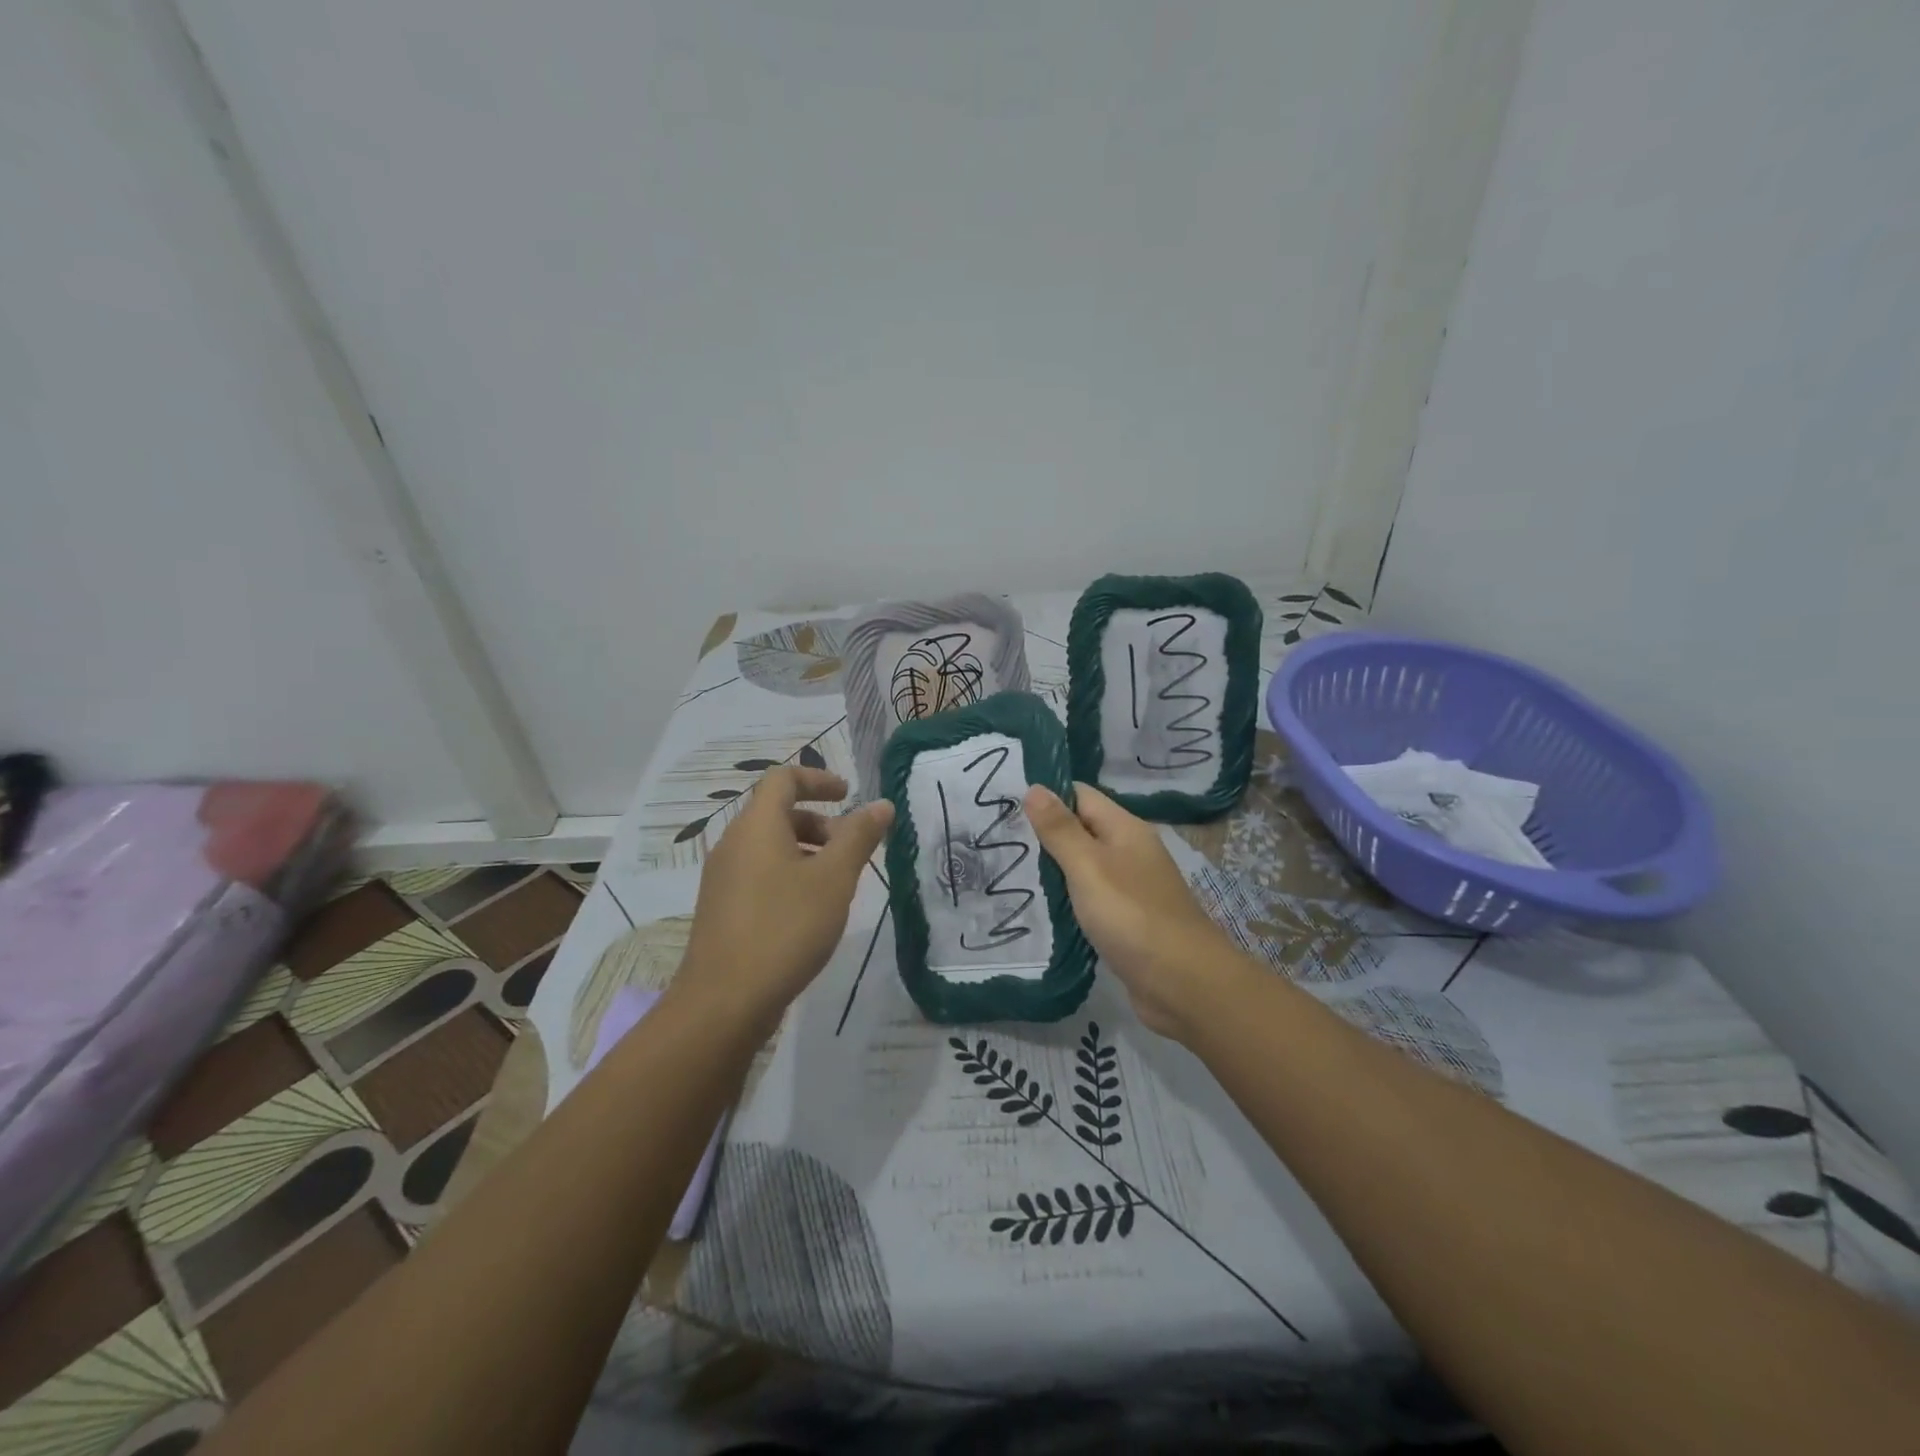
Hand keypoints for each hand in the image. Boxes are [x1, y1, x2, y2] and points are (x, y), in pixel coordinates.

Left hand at [678, 766, 892, 1036]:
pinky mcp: (723, 909)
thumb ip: (859, 837)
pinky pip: (760, 874)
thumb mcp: (834, 879)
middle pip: (778, 813)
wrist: (724, 1001)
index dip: (818, 779)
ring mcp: (723, 878)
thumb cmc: (785, 928)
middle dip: (820, 823)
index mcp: (757, 826)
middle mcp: (734, 844)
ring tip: (837, 886)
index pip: (783, 778)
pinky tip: (810, 913)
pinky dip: (789, 875)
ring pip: (770, 847)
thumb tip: (882, 804)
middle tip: (851, 851)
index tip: (849, 795)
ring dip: (807, 852)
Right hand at [1025, 782, 1247, 1042]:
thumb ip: (1060, 829)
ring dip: (1053, 869)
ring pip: (1084, 867)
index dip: (1045, 796)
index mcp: (1125, 829)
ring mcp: (1130, 888)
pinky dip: (1067, 900)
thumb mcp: (1089, 866)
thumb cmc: (1132, 916)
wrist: (1183, 984)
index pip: (1080, 795)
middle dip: (1044, 834)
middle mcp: (1130, 851)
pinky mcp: (1126, 920)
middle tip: (997, 839)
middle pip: (1082, 830)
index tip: (1003, 804)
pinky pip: (1090, 899)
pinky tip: (1039, 908)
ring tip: (1006, 871)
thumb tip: (1034, 787)